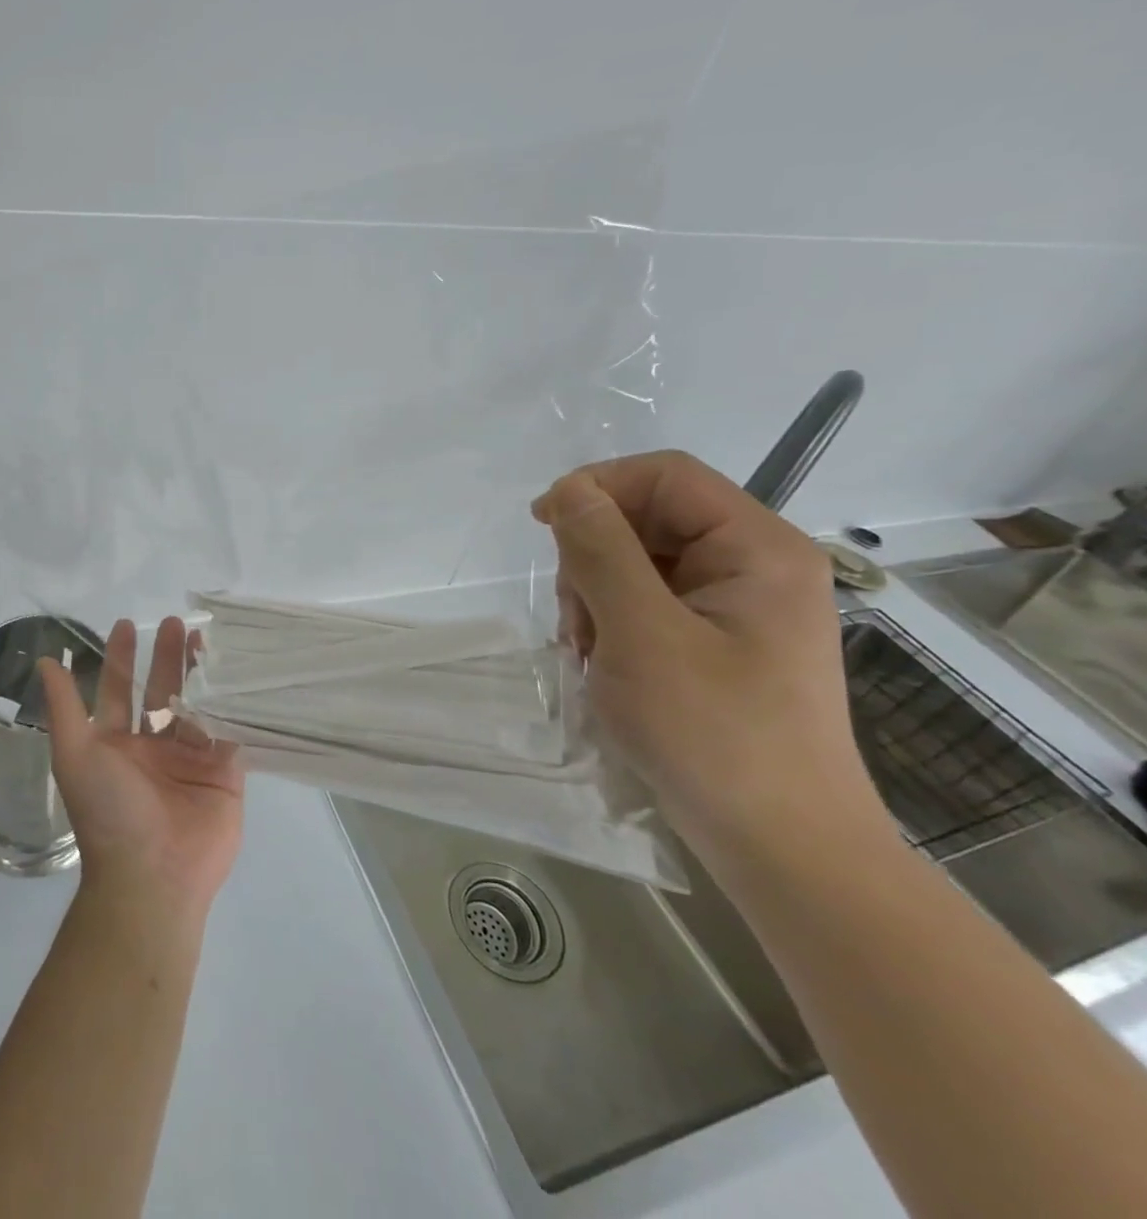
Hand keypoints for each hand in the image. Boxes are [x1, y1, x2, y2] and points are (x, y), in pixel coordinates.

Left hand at [38, 617, 243, 917]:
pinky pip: (227, 728)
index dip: (121, 658)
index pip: (119, 690)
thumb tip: (44, 661)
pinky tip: (235, 671)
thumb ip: (63, 707)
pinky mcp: (224, 772)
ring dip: (197, 671)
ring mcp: (190, 759)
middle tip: (174, 622)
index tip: (126, 625)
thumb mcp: (75, 754)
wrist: (154, 875)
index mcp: (116, 744)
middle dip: (164, 656)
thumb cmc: (109, 811)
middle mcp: (153, 748)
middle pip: (160, 691)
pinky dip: (230, 701)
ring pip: (196, 704)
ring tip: (202, 637)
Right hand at [532, 451, 895, 868]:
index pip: (666, 476)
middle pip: (650, 519)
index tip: (542, 525)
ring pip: (641, 563)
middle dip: (594, 556)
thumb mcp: (641, 633)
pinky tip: (605, 665)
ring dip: (597, 595)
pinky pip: (650, 603)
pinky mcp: (720, 642)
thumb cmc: (713, 734)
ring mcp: (739, 607)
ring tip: (589, 652)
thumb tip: (569, 489)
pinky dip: (614, 623)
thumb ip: (601, 550)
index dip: (597, 486)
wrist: (781, 848)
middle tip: (575, 620)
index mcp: (758, 548)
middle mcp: (756, 565)